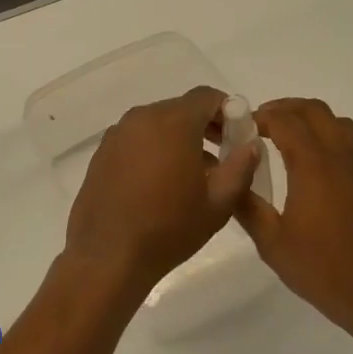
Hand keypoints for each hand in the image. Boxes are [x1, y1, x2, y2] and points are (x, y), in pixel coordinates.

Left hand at [63, 86, 263, 299]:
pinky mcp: (101, 154)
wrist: (108, 256)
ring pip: (157, 125)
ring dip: (178, 140)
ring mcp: (116, 135)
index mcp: (172, 122)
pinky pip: (136, 140)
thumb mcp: (219, 203)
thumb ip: (241, 166)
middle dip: (204, 126)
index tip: (237, 137)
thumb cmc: (169, 229)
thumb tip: (251, 144)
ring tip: (192, 176)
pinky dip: (153, 150)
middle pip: (180, 109)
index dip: (228, 111)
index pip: (206, 96)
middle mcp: (141, 118)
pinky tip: (159, 185)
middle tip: (221, 158)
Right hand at [235, 99, 352, 341]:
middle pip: (313, 110)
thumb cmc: (320, 268)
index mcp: (313, 166)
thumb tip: (230, 178)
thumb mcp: (270, 241)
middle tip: (259, 124)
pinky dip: (326, 133)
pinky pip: (348, 139)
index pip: (285, 121)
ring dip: (308, 117)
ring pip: (335, 120)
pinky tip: (309, 160)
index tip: (240, 127)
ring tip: (284, 135)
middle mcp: (339, 156)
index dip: (260, 117)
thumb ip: (247, 205)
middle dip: (284, 108)